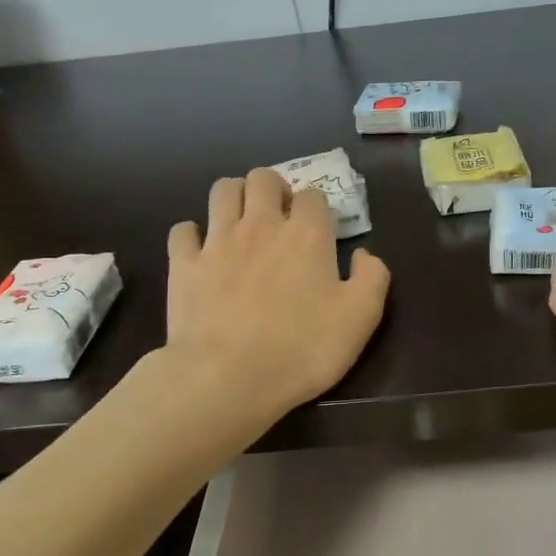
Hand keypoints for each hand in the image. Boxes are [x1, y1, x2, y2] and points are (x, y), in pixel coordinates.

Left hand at [164, 168, 389, 421]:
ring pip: (222, 190)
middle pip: (263, 178)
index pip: (313, 195)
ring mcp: (217, 241)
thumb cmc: (301, 349)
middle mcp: (261, 225)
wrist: (227, 378)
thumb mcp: (360, 319)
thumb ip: (372, 278)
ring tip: (241, 220)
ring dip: (235, 196)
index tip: (319, 231)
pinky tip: (201, 250)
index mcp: (306, 234)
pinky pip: (183, 230)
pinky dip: (193, 234)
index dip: (317, 207)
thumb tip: (364, 254)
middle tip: (279, 216)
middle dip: (273, 188)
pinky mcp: (184, 264)